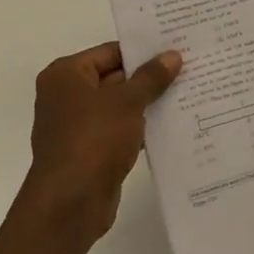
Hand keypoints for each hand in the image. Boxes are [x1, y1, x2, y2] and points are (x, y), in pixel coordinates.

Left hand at [17, 42, 180, 246]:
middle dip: (147, 78)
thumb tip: (173, 55)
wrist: (69, 206)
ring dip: (146, 105)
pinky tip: (170, 126)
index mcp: (66, 74)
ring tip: (186, 94)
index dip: (142, 51)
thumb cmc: (93, 140)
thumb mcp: (127, 102)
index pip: (110, 52)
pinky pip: (117, 131)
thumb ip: (151, 78)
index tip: (175, 48)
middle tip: (187, 69)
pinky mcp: (88, 152)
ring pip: (118, 106)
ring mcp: (76, 126)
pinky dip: (139, 129)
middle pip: (114, 77)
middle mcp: (66, 96)